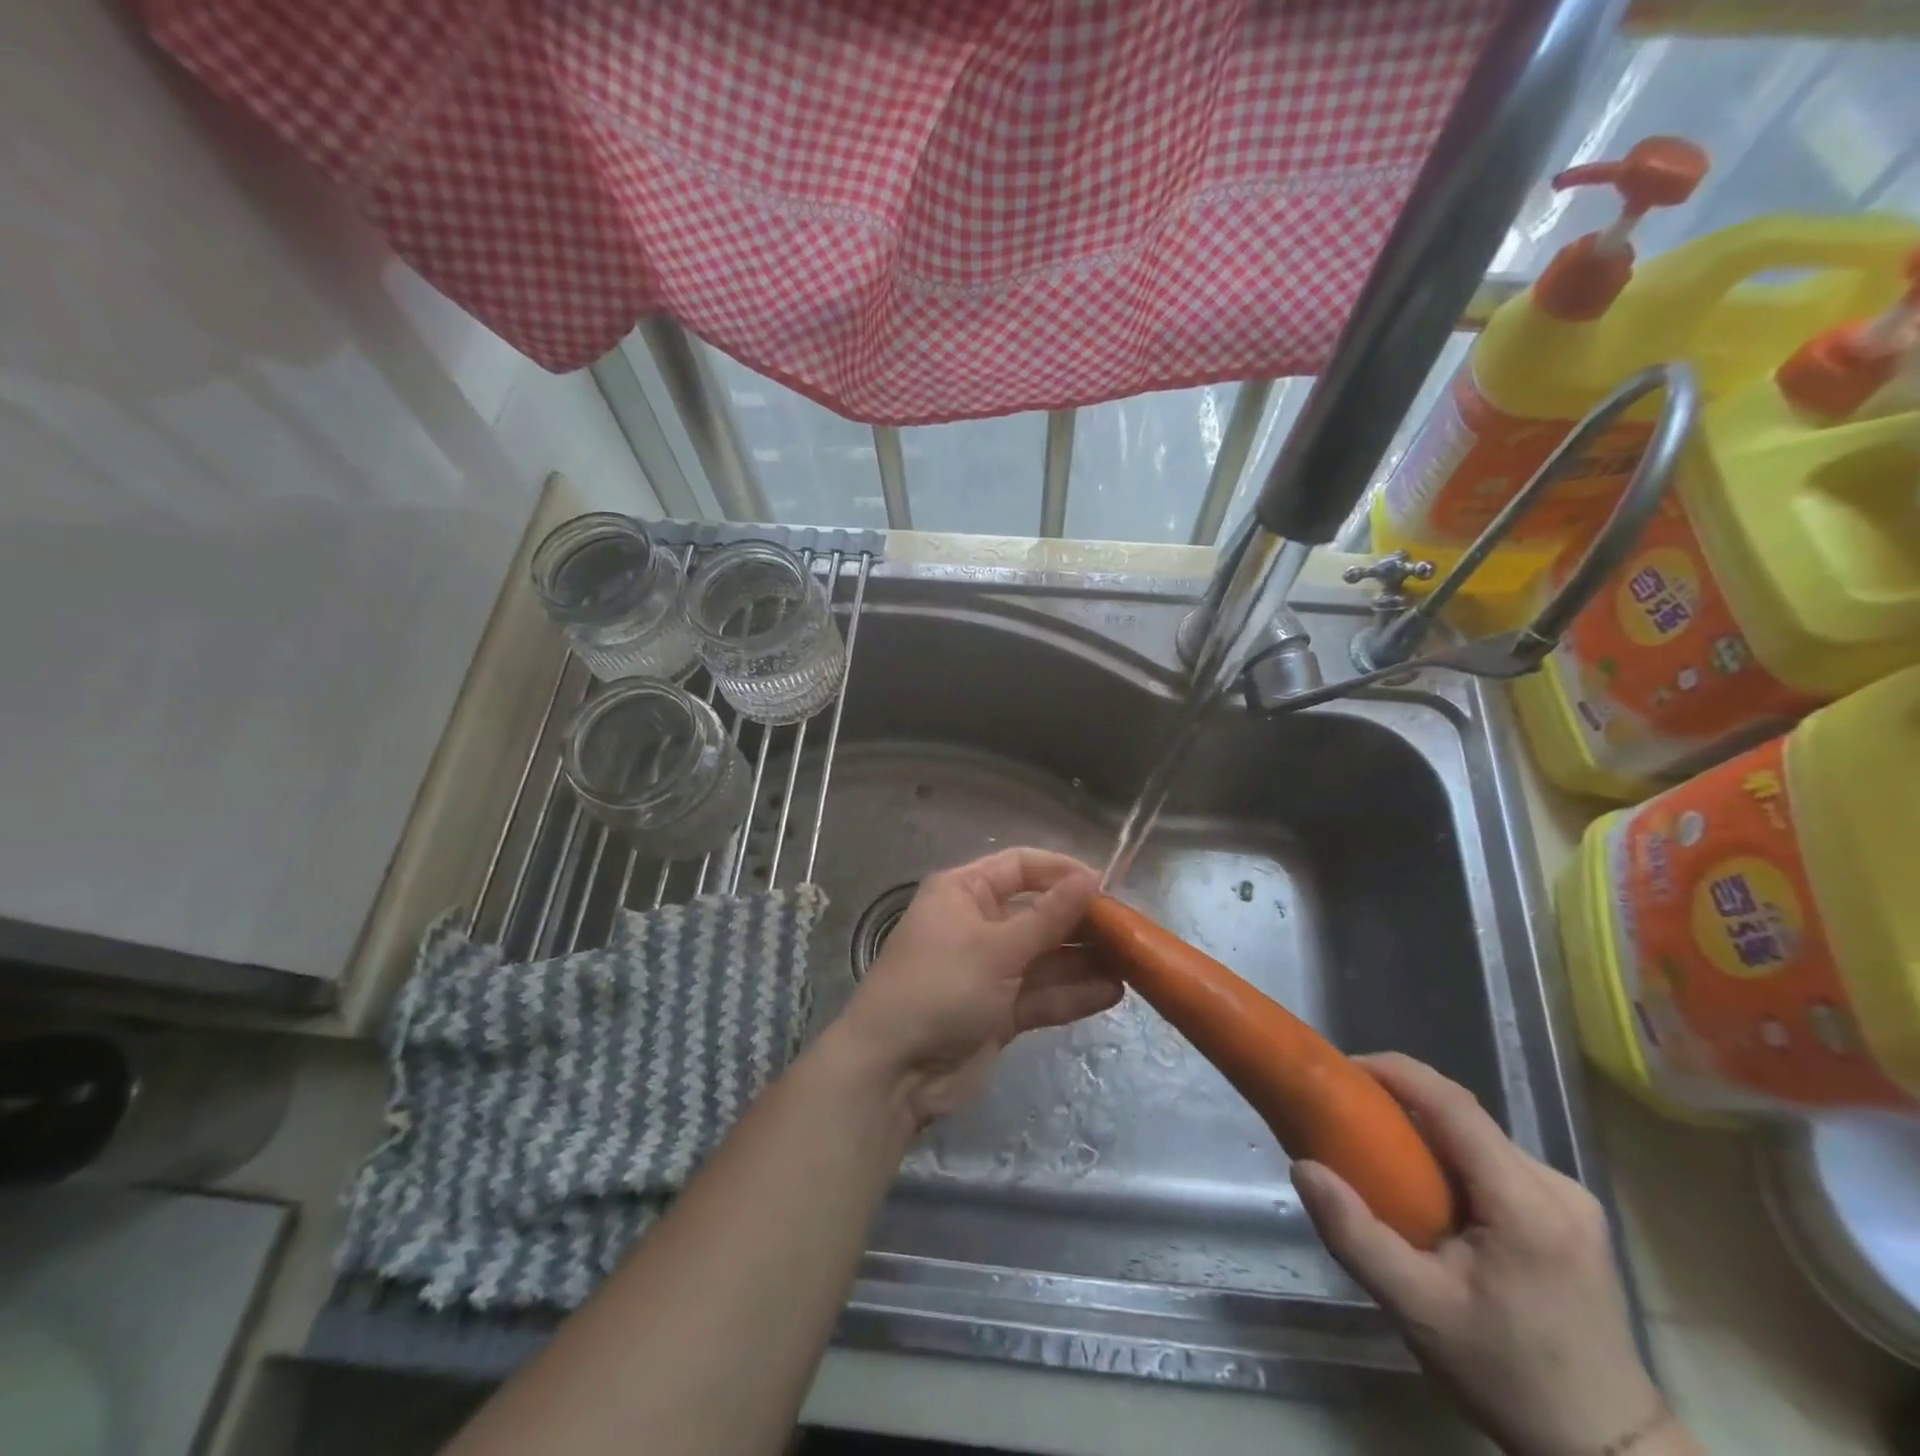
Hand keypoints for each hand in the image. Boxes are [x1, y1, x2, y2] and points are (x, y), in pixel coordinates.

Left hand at [836, 848, 1117, 1125]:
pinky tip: (1112, 993)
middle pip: (1039, 912)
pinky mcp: (1000, 1011)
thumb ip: (1048, 917)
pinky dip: (1072, 993)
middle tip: (1129, 932)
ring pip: (1045, 956)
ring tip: (1132, 964)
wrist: (894, 1071)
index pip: (1021, 866)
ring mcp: (990, 970)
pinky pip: (1042, 993)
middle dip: (1080, 922)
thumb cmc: (940, 988)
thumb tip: (1091, 878)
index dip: (1062, 872)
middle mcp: (978, 923)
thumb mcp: (996, 947)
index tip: (1106, 886)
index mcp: (964, 892)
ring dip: (1084, 961)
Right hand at [1294, 1054, 1690, 1455]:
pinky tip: (1427, 1188)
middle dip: (1402, 1102)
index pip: (1453, 1104)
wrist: (1607, 1451)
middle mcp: (1557, 1186)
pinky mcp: (1571, 1215)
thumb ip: (1355, 1235)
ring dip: (1426, 1131)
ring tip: (1378, 1151)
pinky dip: (1451, 1156)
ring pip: (1479, 1136)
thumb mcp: (1418, 1310)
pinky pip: (1495, 1160)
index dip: (1396, 1072)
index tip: (1343, 1070)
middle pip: (1466, 1116)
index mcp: (1527, 1203)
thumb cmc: (1508, 1377)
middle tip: (1348, 1116)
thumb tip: (1303, 1167)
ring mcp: (1571, 1199)